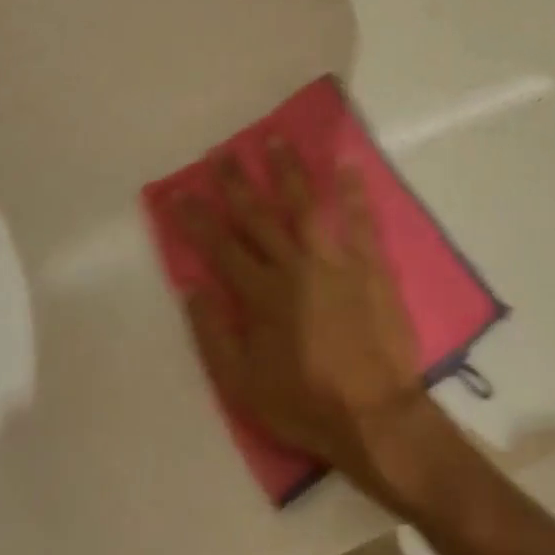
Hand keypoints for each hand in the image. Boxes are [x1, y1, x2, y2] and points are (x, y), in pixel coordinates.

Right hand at [175, 142, 429, 491]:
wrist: (374, 415)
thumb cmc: (304, 404)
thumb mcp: (242, 386)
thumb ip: (213, 335)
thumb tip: (191, 288)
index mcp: (261, 295)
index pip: (221, 247)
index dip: (197, 218)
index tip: (180, 192)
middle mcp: (294, 267)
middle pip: (258, 217)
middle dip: (236, 183)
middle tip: (221, 153)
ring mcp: (334, 261)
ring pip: (305, 205)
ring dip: (288, 171)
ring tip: (275, 139)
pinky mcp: (370, 265)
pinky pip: (361, 221)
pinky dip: (354, 192)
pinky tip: (348, 164)